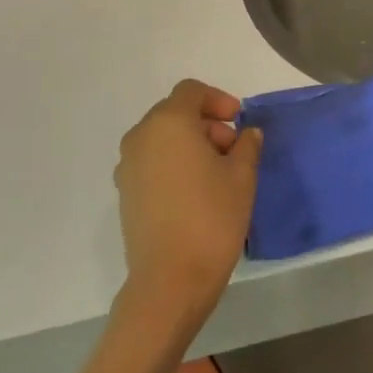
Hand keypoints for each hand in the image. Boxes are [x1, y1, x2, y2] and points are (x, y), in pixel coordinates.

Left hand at [114, 80, 261, 329]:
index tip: (238, 121)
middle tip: (233, 149)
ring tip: (218, 172)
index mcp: (168, 123)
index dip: (218, 100)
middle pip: (175, 113)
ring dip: (190, 144)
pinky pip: (152, 162)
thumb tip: (247, 134)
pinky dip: (174, 163)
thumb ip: (246, 146)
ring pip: (162, 138)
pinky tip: (196, 191)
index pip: (191, 92)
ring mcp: (128, 166)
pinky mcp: (125, 193)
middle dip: (206, 123)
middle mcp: (141, 137)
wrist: (171, 280)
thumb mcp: (242, 177)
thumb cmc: (212, 218)